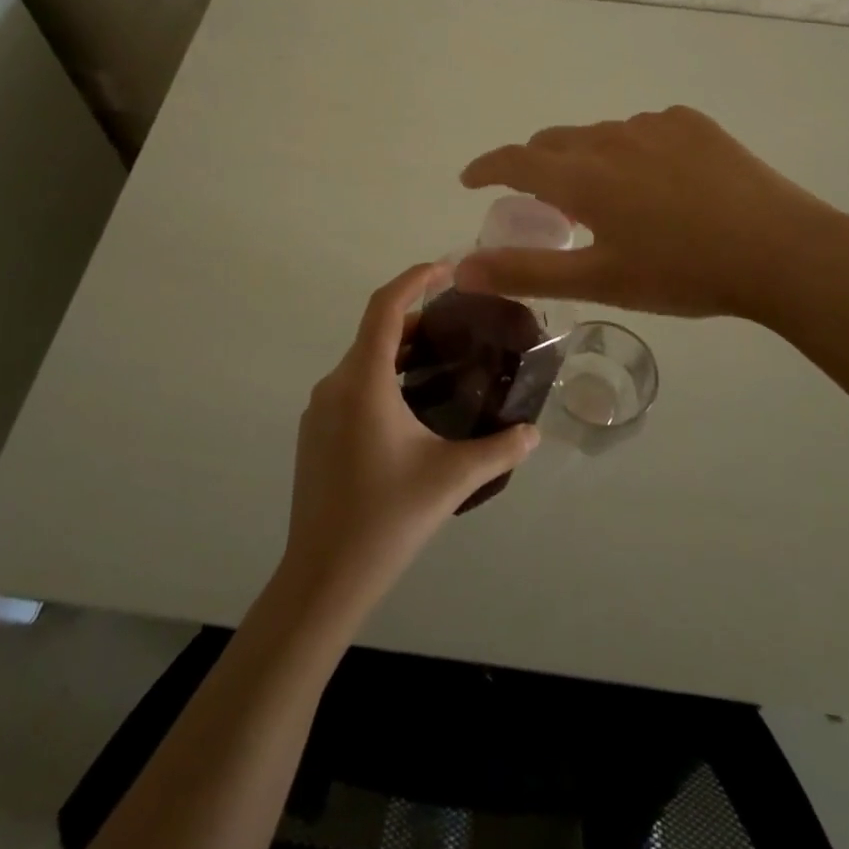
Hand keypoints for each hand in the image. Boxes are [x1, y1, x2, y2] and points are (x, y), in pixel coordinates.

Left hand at [281, 263, 540, 614]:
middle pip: (375, 331)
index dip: (416, 279)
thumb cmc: (387, 519)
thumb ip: (500, 449)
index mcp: (363, 382)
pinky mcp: (315, 433)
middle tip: (459, 325)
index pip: (385, 307)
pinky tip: (411, 407)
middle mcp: (335, 385)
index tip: (449, 269)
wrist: (323, 578)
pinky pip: (351, 385)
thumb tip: (534, 431)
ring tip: (442, 362)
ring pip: (362, 360)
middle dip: (416, 318)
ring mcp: (319, 410)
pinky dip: (382, 376)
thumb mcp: (452, 479)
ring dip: (399, 350)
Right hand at [456, 106, 848, 323]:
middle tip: (542, 202)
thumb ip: (525, 271)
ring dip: (587, 160)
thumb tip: (461, 269)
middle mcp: (611, 138)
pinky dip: (631, 152)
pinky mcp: (692, 123)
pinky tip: (659, 182)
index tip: (470, 178)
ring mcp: (655, 124)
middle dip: (535, 166)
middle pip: (554, 142)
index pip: (515, 160)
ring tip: (608, 198)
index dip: (486, 167)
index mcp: (583, 176)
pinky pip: (643, 130)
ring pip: (600, 136)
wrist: (781, 250)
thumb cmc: (683, 273)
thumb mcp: (599, 281)